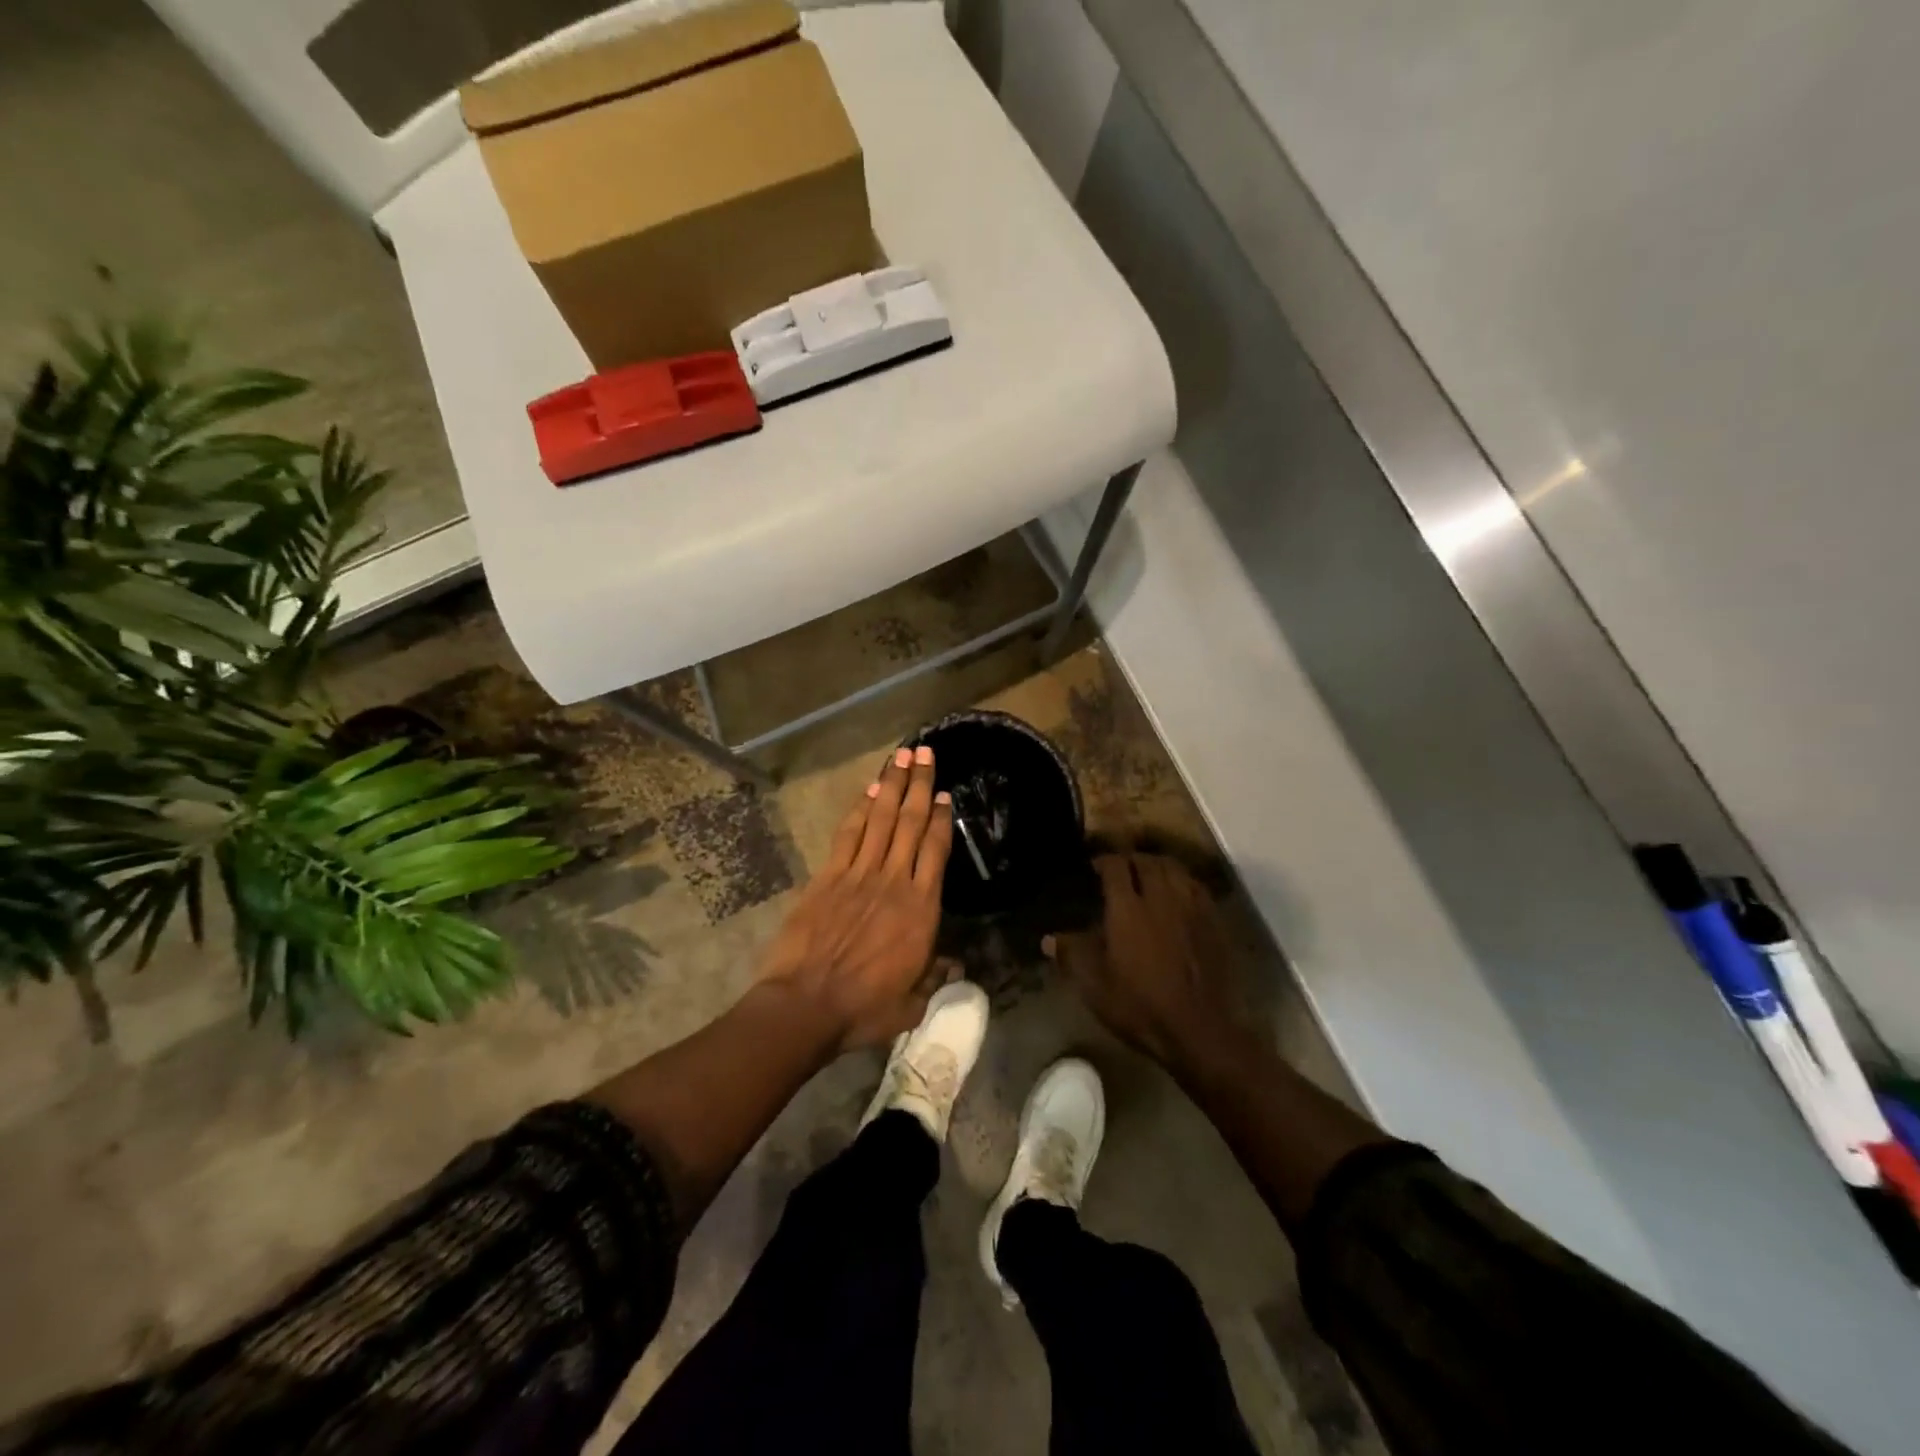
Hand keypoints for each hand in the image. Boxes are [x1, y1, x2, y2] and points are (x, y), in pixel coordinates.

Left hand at [756, 745, 953, 1051]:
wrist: (806, 1005)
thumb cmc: (864, 1008)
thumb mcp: (912, 1004)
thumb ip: (935, 978)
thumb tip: (955, 966)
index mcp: (921, 908)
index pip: (936, 850)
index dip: (942, 819)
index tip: (945, 795)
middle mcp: (893, 880)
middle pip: (911, 822)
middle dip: (920, 784)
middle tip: (926, 752)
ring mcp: (859, 874)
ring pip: (881, 819)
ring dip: (892, 785)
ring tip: (901, 756)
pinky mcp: (828, 876)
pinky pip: (849, 835)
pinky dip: (860, 810)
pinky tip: (869, 791)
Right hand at [1046, 853, 1247, 1070]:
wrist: (1199, 1029)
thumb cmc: (1140, 1006)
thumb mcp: (1094, 985)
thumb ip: (1072, 955)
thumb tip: (1048, 939)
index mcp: (1128, 908)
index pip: (1116, 866)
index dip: (1104, 861)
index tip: (1094, 867)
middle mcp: (1160, 897)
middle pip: (1147, 862)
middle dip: (1132, 860)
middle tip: (1121, 869)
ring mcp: (1191, 907)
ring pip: (1175, 869)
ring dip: (1159, 866)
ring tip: (1149, 876)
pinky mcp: (1214, 922)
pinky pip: (1197, 887)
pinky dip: (1183, 882)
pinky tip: (1178, 895)